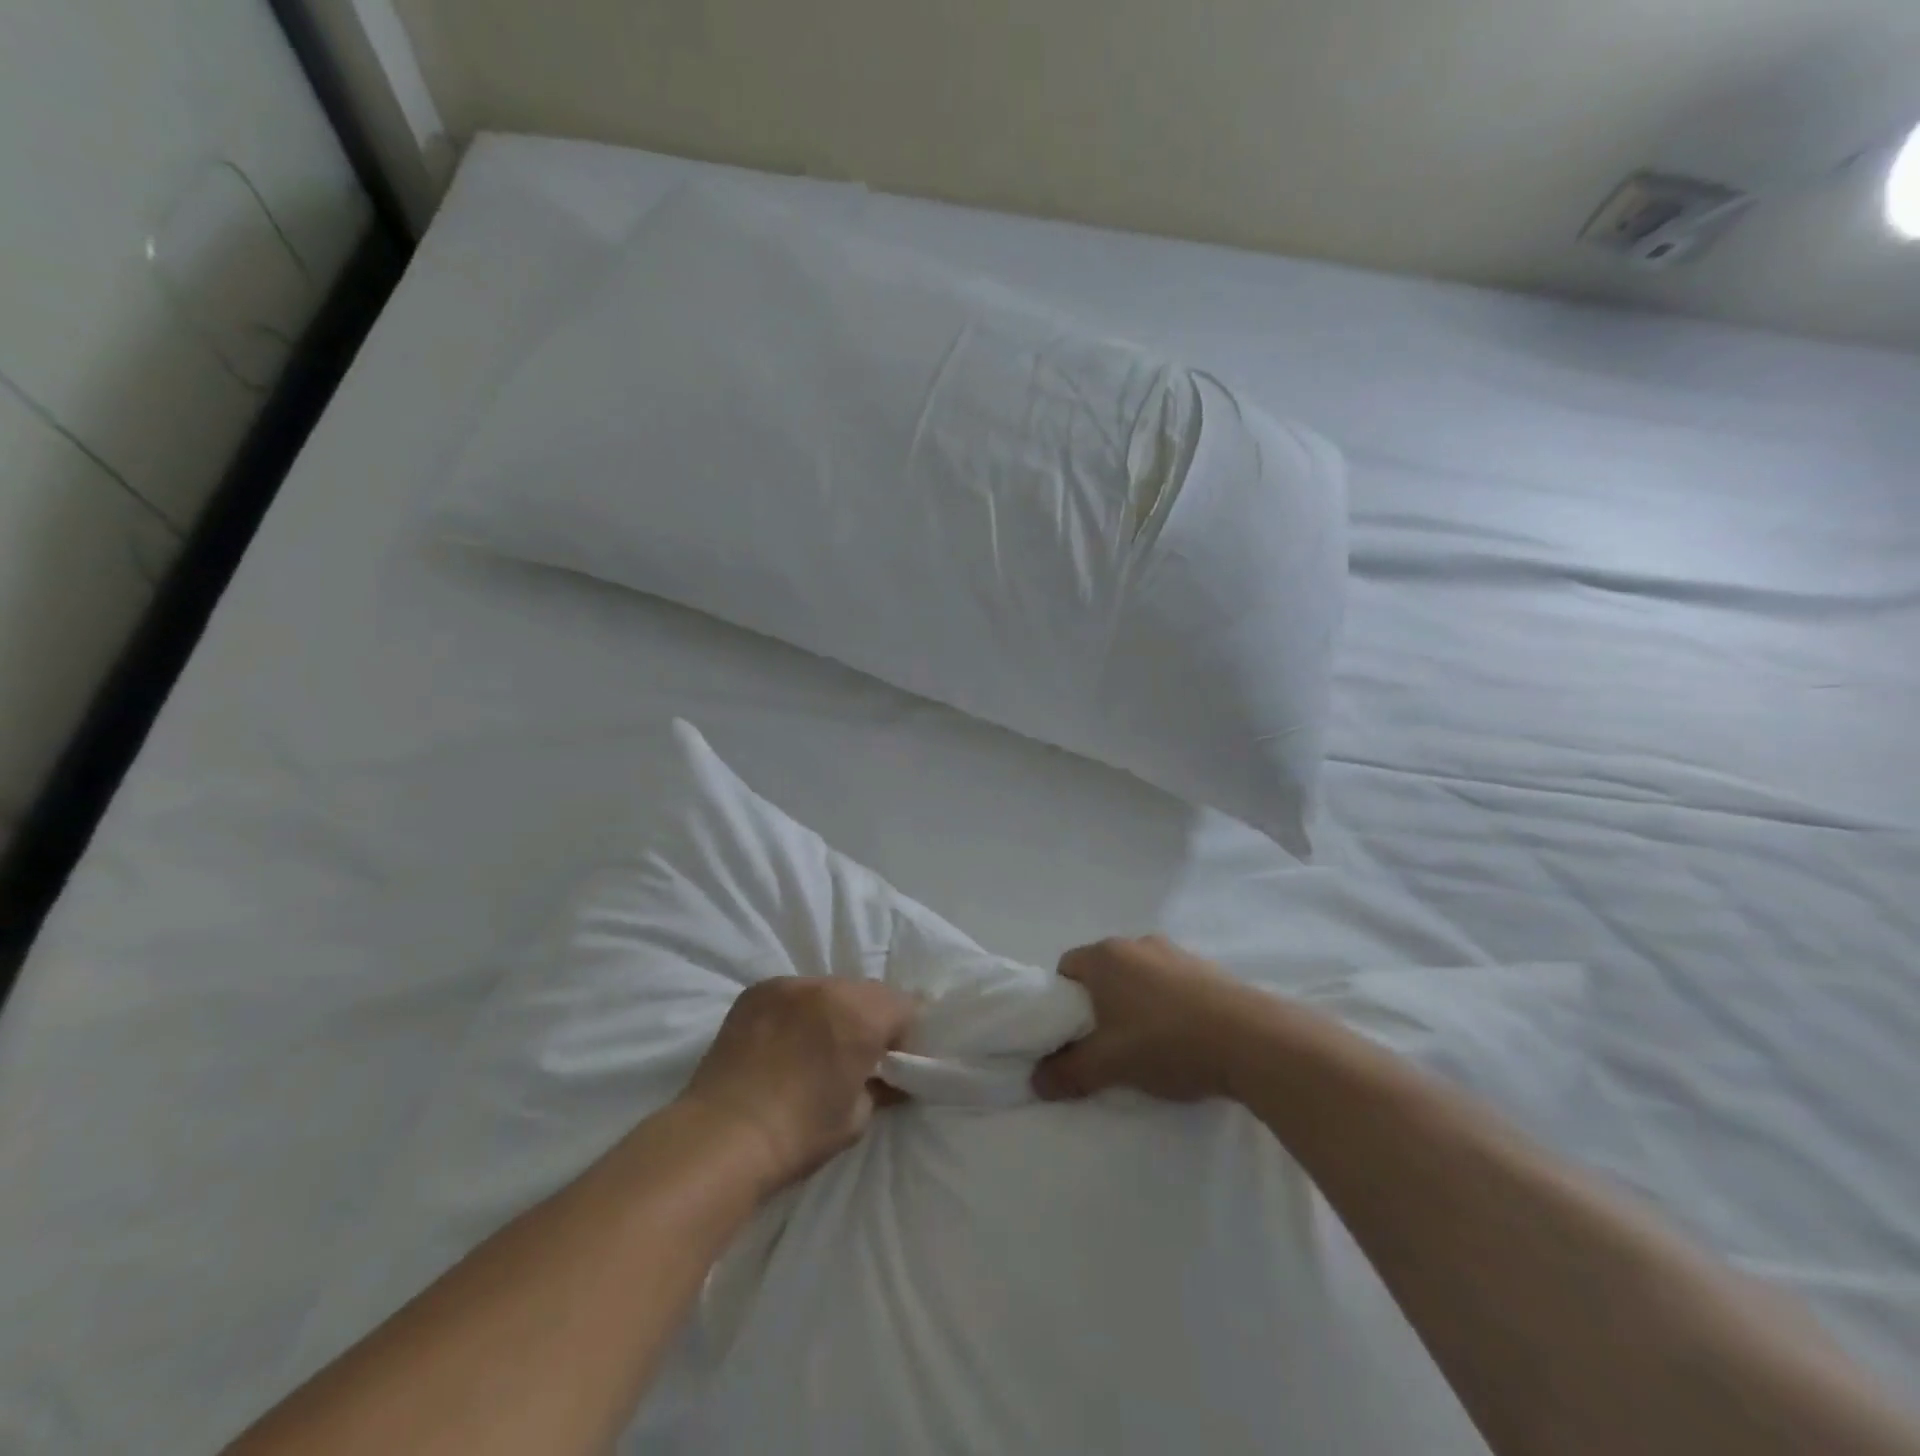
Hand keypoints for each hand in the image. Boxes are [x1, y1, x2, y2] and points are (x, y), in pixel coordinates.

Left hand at [681, 977, 916, 1196]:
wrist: (720, 1137)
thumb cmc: (798, 1134)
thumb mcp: (856, 1118)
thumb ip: (879, 1085)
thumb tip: (888, 1077)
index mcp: (861, 1015)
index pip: (906, 1005)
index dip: (904, 1034)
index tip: (891, 1062)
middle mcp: (828, 988)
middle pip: (867, 992)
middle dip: (869, 1018)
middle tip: (855, 1055)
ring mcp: (788, 984)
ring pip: (828, 989)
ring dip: (832, 1011)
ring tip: (814, 1047)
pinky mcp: (756, 991)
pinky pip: (793, 993)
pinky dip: (798, 1010)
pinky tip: (783, 1041)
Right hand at [1031, 936, 1256, 1103]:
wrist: (1251, 1040)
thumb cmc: (1166, 1042)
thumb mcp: (1109, 1065)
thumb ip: (1067, 1073)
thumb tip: (1036, 1081)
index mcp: (1105, 956)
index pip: (1066, 968)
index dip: (1061, 1001)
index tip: (1072, 1034)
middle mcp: (1136, 944)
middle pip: (1103, 971)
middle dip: (1099, 1004)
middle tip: (1107, 1044)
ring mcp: (1175, 952)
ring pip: (1139, 977)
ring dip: (1136, 1003)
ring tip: (1150, 1044)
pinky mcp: (1207, 968)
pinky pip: (1172, 983)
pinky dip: (1169, 1004)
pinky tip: (1184, 1038)